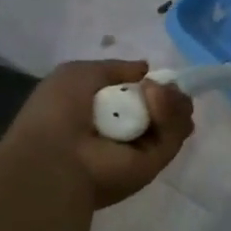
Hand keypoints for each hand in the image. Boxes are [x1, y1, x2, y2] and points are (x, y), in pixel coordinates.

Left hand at [3, 59, 194, 208]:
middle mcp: (127, 130)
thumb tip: (146, 70)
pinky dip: (169, 113)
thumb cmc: (58, 111)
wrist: (55, 156)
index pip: (143, 96)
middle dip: (169, 91)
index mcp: (106, 112)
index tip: (155, 75)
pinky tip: (155, 99)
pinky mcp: (157, 162)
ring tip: (154, 92)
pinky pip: (174, 133)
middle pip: (165, 107)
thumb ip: (116, 68)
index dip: (153, 83)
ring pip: (175, 118)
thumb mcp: (79, 73)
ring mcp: (143, 148)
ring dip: (169, 100)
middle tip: (161, 85)